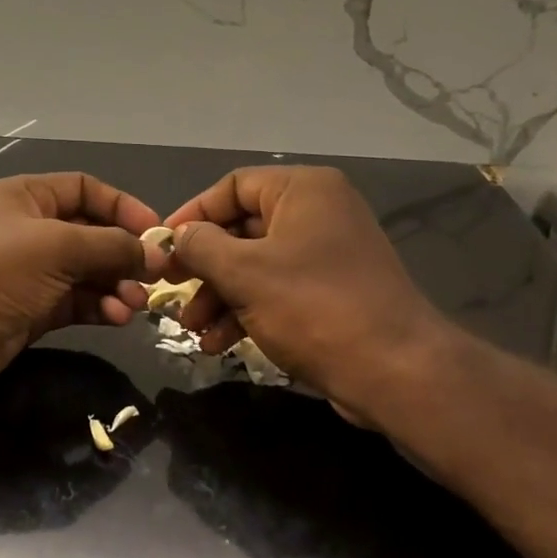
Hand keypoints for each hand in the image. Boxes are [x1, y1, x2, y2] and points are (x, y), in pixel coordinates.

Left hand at [0, 173, 166, 397]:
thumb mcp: (58, 247)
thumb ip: (111, 246)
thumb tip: (155, 253)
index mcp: (28, 198)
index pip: (85, 190)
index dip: (122, 206)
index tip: (155, 232)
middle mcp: (30, 231)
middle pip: (91, 234)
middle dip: (123, 254)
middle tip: (156, 276)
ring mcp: (31, 273)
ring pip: (87, 272)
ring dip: (116, 285)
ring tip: (135, 303)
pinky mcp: (32, 311)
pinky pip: (77, 302)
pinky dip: (100, 307)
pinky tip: (117, 317)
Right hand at [162, 166, 453, 421]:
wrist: (395, 370)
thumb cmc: (313, 307)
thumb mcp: (244, 272)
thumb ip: (201, 246)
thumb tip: (177, 236)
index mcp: (303, 191)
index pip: (232, 187)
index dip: (192, 215)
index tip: (161, 248)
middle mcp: (318, 213)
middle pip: (242, 229)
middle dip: (203, 266)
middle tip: (172, 292)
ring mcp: (328, 254)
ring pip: (256, 265)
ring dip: (219, 296)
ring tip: (193, 329)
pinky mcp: (332, 292)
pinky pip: (277, 290)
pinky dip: (246, 311)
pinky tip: (219, 344)